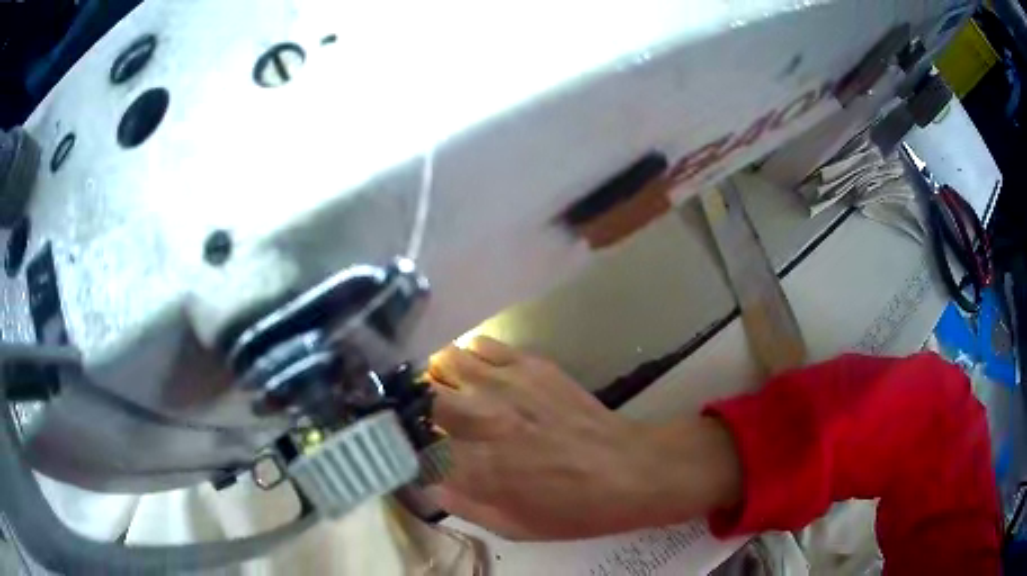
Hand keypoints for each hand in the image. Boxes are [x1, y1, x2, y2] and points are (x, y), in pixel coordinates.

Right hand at [425, 336, 741, 540]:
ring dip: (439, 377)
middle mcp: (483, 419)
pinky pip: (482, 345)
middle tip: (419, 415)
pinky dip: (471, 357)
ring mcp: (506, 384)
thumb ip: (462, 505)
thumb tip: (426, 482)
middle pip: (421, 395)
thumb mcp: (513, 526)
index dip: (401, 443)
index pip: (414, 443)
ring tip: (445, 390)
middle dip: (413, 404)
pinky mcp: (531, 364)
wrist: (628, 470)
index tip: (401, 445)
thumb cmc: (572, 509)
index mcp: (476, 467)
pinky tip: (479, 374)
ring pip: (445, 362)